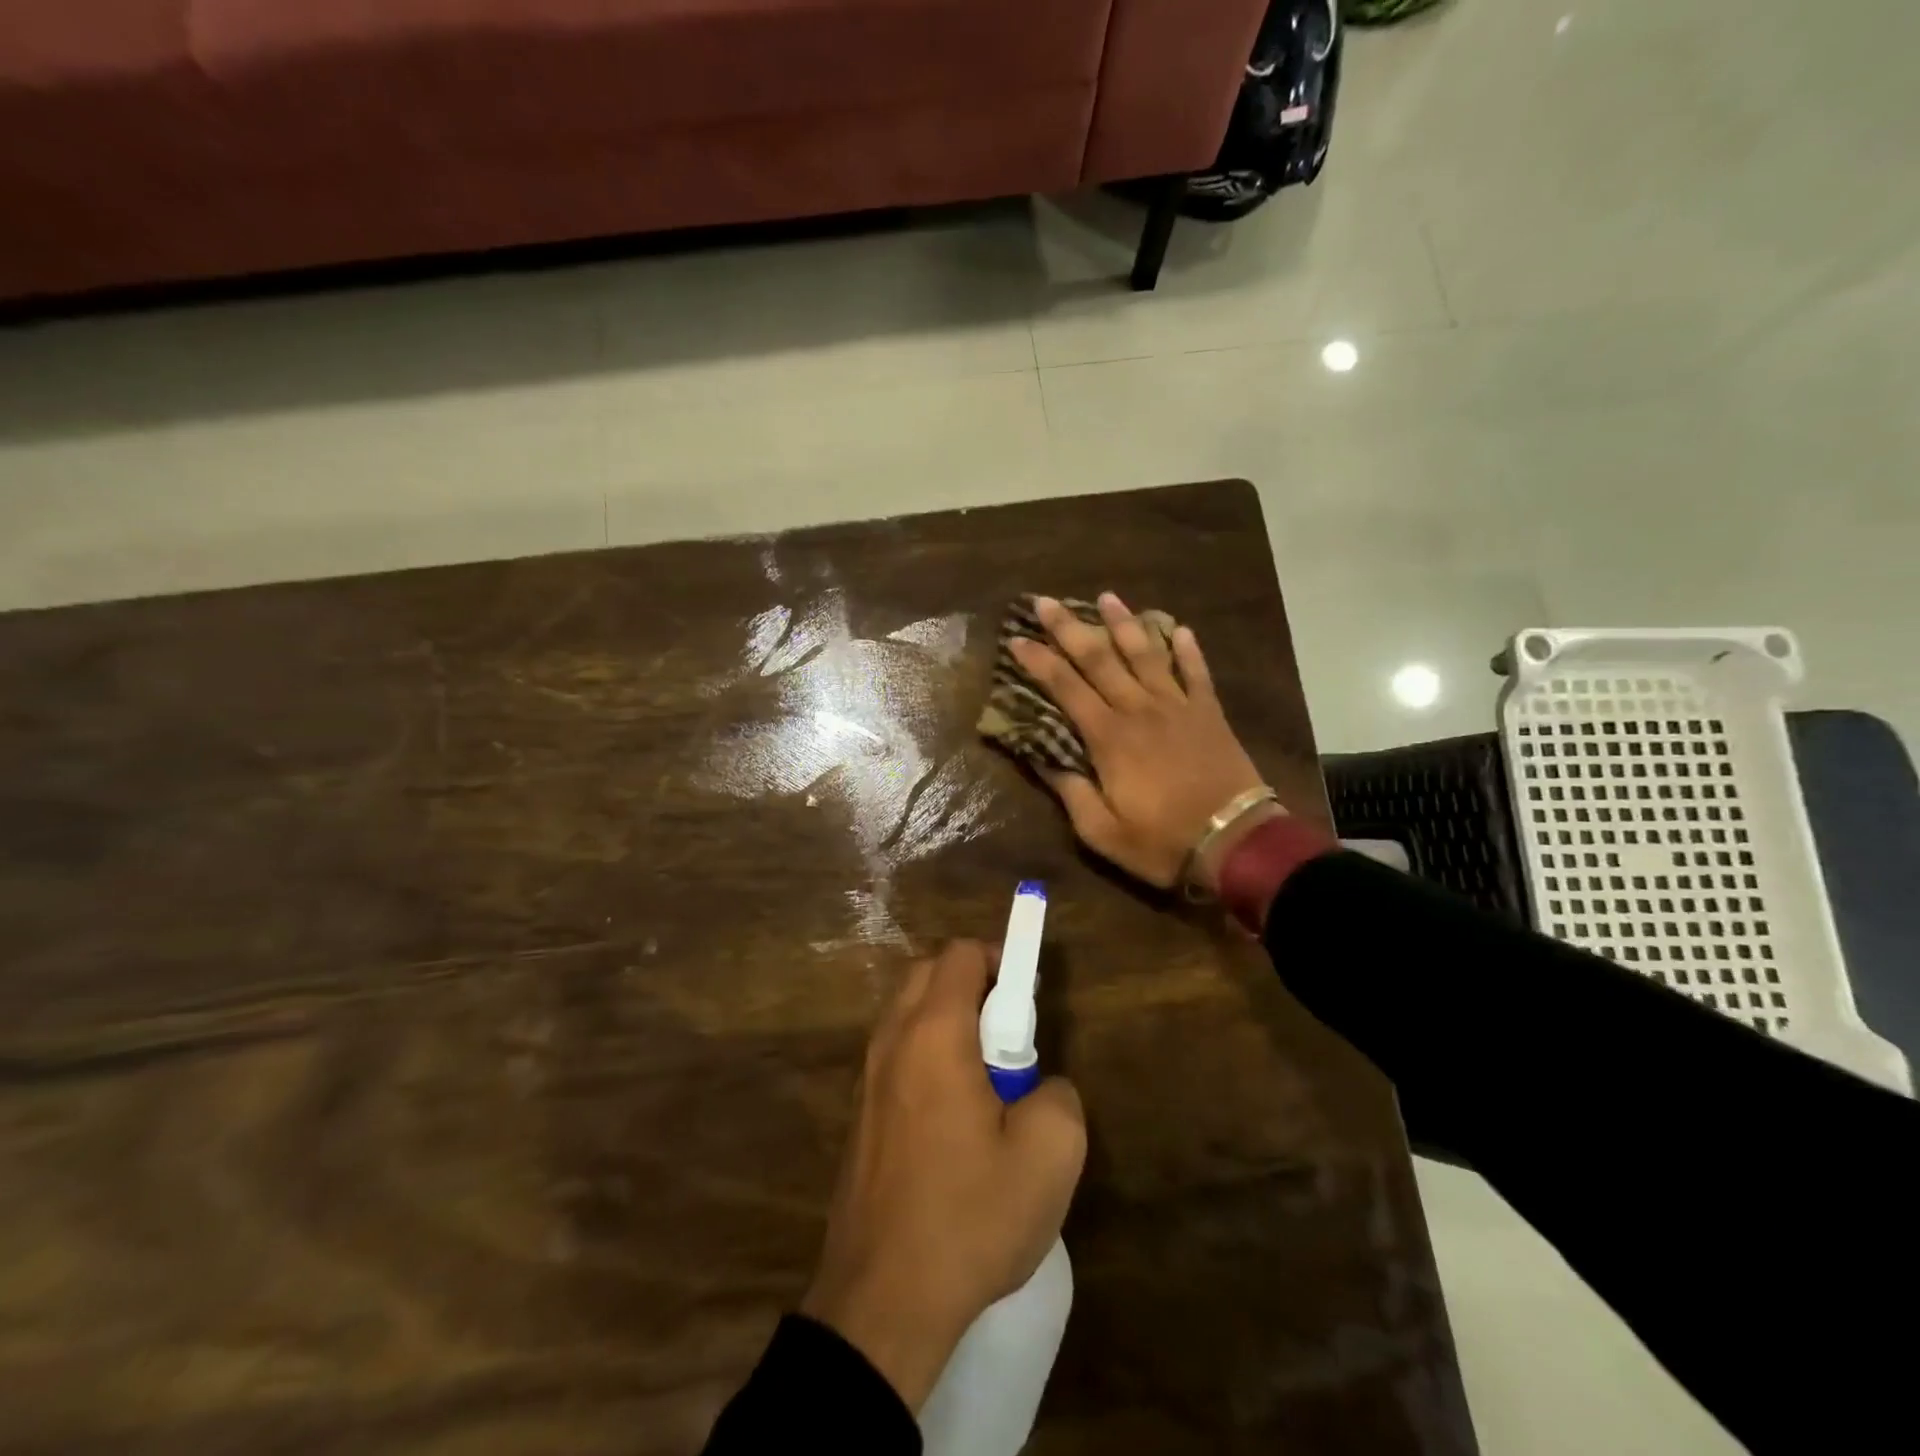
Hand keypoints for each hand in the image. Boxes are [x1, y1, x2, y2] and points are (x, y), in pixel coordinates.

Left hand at [802, 941, 1085, 1410]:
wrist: (882, 1300)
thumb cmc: (968, 1216)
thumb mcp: (1049, 1156)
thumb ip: (1059, 1095)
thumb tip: (1040, 1085)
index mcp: (933, 1033)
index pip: (961, 955)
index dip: (1000, 958)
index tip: (1027, 994)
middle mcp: (892, 1040)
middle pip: (929, 973)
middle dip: (973, 982)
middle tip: (1010, 1031)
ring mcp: (868, 1077)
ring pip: (908, 1013)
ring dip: (948, 1019)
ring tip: (987, 1076)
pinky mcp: (860, 1113)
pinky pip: (897, 1053)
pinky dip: (927, 1053)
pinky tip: (954, 1114)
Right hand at [1010, 593, 1275, 892]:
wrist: (1235, 842)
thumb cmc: (1162, 841)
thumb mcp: (1101, 831)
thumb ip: (1071, 792)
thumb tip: (1042, 760)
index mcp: (1108, 737)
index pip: (1065, 688)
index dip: (1038, 661)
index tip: (1017, 638)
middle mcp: (1139, 710)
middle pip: (1099, 659)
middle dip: (1069, 628)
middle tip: (1047, 601)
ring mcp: (1178, 706)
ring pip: (1146, 654)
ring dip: (1124, 624)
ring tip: (1107, 597)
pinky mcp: (1209, 713)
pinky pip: (1196, 672)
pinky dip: (1188, 650)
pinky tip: (1180, 629)